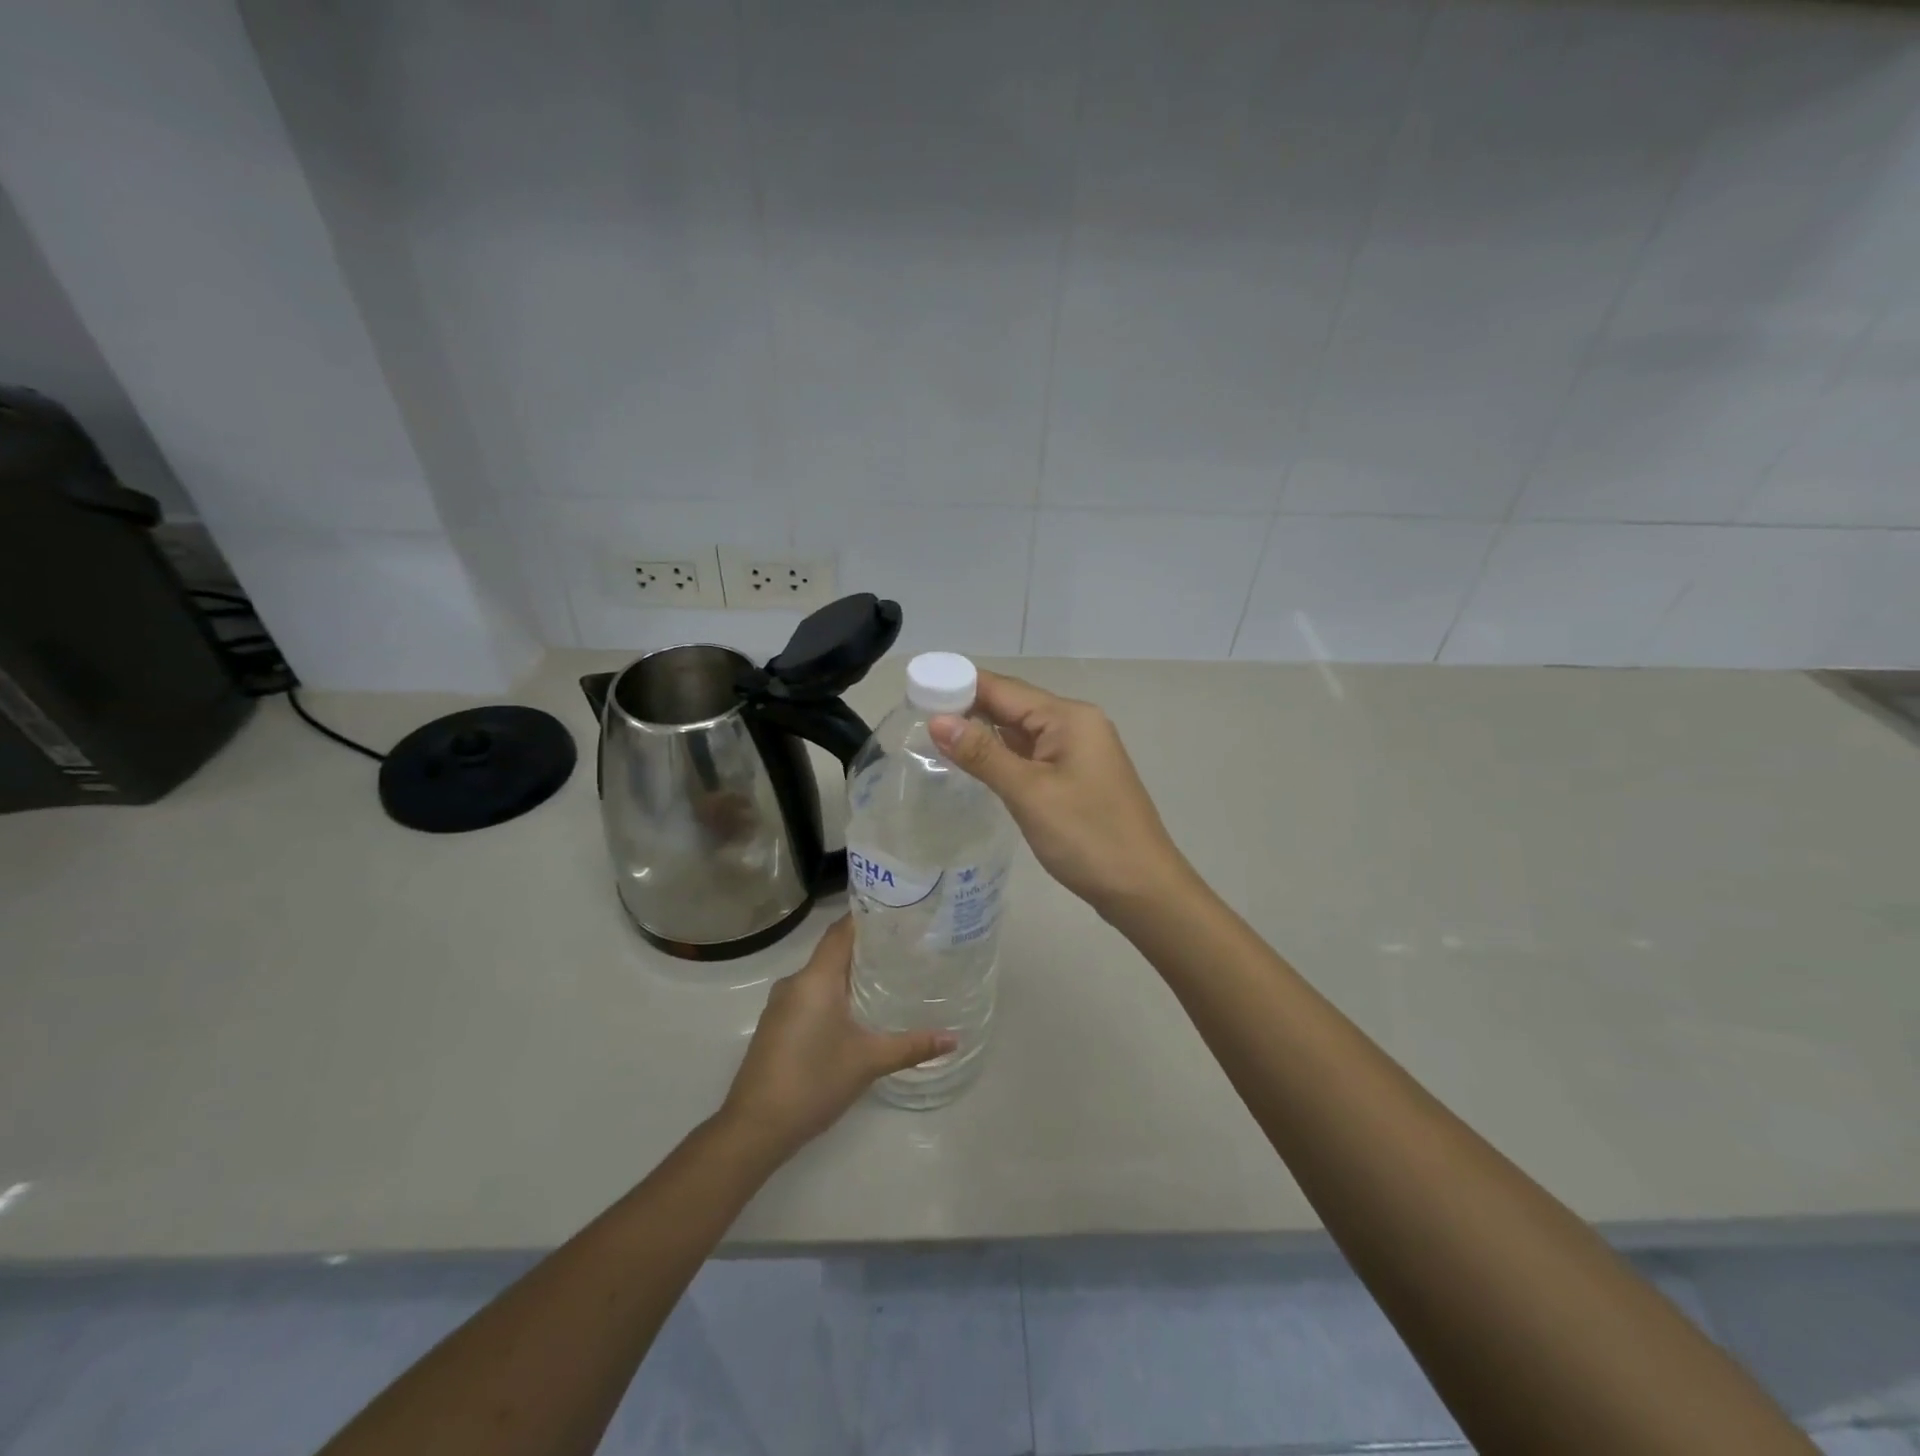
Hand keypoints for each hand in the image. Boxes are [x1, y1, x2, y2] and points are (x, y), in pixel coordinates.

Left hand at [719, 917, 953, 1157]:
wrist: (755, 1128)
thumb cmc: (813, 1082)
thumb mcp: (869, 1061)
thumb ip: (912, 1046)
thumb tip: (954, 1039)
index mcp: (816, 978)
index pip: (842, 931)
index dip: (868, 918)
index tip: (899, 913)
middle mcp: (795, 982)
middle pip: (833, 951)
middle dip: (866, 948)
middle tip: (905, 947)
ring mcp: (781, 1005)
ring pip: (820, 976)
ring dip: (849, 974)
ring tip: (888, 976)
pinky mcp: (776, 1026)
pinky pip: (809, 996)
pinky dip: (833, 994)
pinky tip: (857, 1011)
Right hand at [929, 671, 1190, 917]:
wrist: (1143, 889)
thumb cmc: (1088, 837)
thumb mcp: (1029, 793)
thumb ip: (983, 754)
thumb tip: (937, 720)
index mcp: (1069, 717)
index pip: (1004, 689)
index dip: (960, 685)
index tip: (917, 689)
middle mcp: (1076, 725)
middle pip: (1013, 706)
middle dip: (968, 709)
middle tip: (916, 716)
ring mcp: (1079, 753)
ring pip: (1021, 733)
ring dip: (984, 734)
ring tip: (935, 737)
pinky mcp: (1077, 779)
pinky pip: (1032, 756)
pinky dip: (1003, 756)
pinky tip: (976, 765)